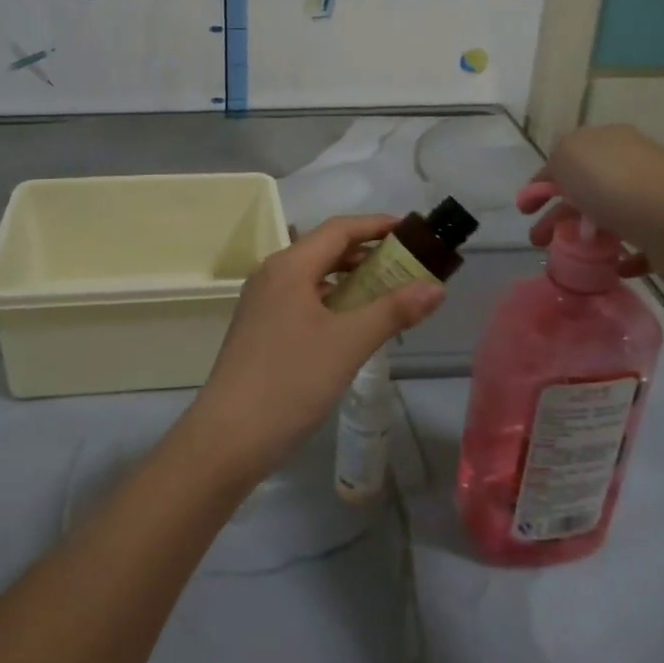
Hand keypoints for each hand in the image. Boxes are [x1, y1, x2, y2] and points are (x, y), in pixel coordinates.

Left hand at [182, 215, 444, 485]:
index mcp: (289, 266)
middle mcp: (272, 275)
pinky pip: (302, 300)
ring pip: (313, 277)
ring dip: (350, 280)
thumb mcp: (348, 343)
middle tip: (408, 266)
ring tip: (388, 295)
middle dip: (367, 254)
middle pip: (325, 250)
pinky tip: (353, 325)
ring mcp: (262, 302)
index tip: (412, 231)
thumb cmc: (290, 381)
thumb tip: (435, 288)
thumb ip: (393, 311)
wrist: (228, 437)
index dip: (376, 225)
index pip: (339, 229)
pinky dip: (332, 302)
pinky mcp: (260, 328)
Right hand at [527, 125, 663, 292]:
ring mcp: (654, 197)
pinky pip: (637, 242)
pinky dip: (620, 253)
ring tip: (569, 258)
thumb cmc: (616, 186)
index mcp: (609, 140)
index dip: (541, 182)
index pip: (567, 157)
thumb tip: (561, 176)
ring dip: (584, 235)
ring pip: (608, 215)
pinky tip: (610, 266)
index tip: (525, 210)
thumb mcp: (569, 156)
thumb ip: (556, 161)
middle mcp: (634, 162)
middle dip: (558, 214)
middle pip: (585, 188)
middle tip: (539, 240)